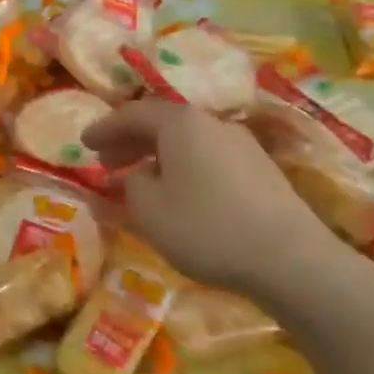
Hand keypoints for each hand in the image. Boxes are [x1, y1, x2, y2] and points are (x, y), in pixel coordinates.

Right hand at [84, 100, 347, 306]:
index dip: (104, 127)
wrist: (290, 259)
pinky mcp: (261, 171)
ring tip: (140, 179)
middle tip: (106, 160)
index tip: (83, 142)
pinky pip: (209, 158)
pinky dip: (184, 167)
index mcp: (181, 123)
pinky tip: (179, 194)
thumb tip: (141, 174)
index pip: (132, 114)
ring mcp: (242, 145)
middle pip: (162, 123)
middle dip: (130, 140)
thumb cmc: (206, 228)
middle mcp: (212, 123)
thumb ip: (133, 184)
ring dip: (158, 155)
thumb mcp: (149, 210)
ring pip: (188, 141)